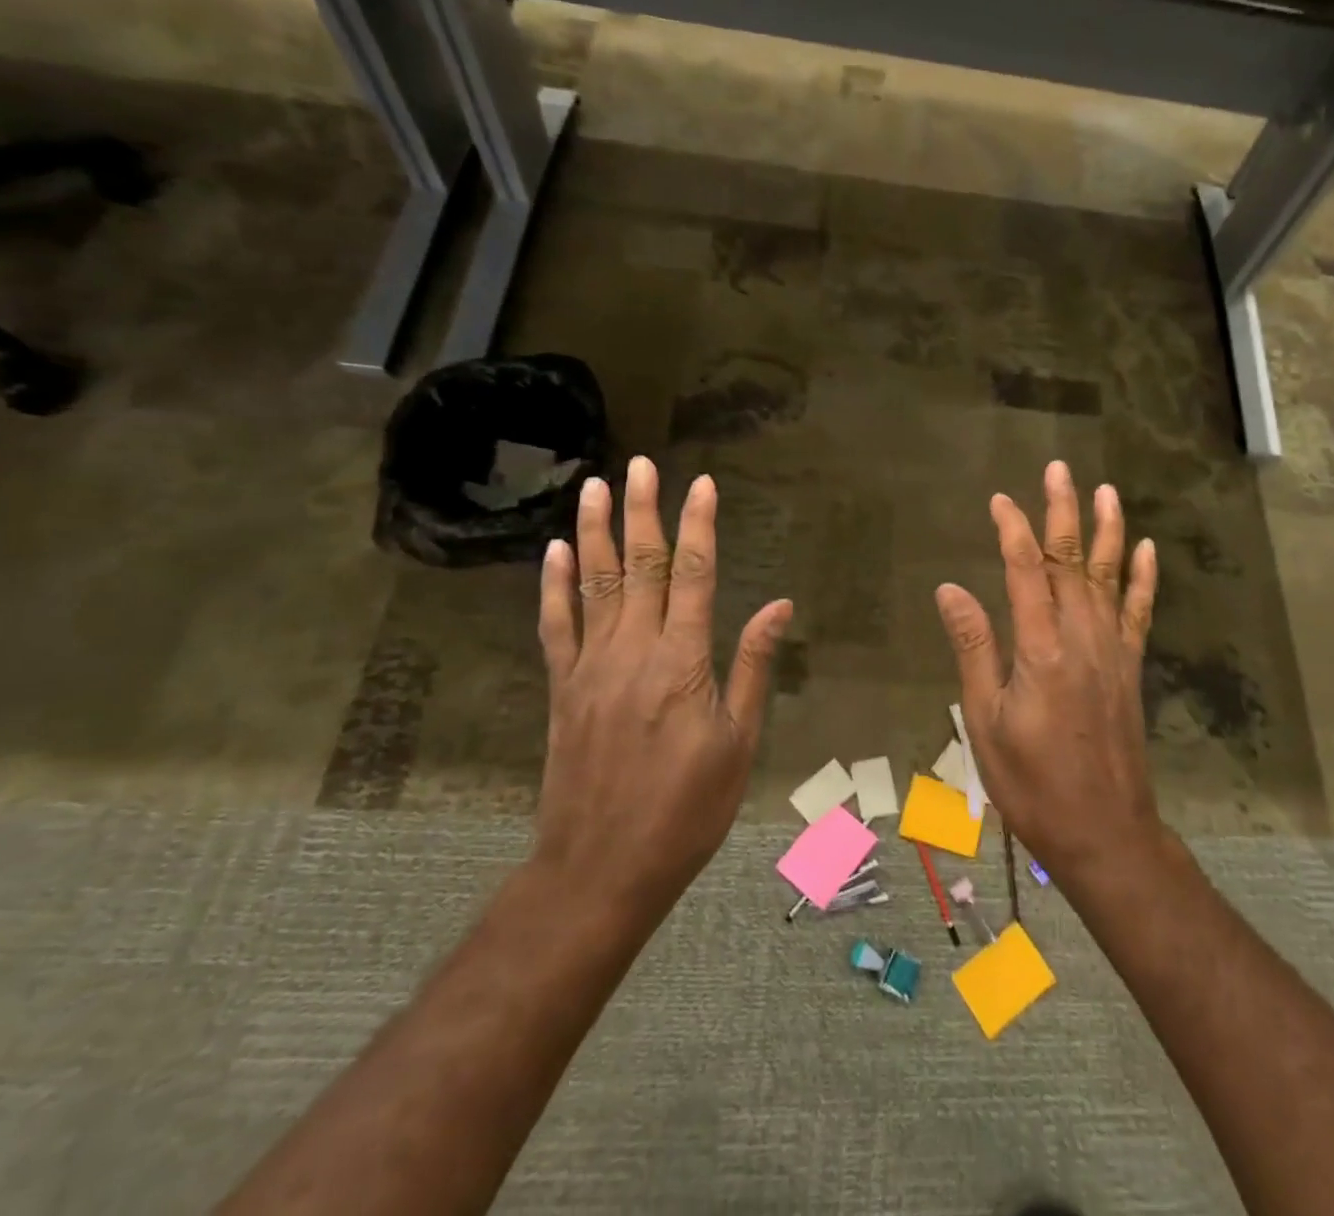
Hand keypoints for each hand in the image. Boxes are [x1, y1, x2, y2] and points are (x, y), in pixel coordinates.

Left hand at [531, 458, 791, 930]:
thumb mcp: (738, 743)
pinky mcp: (564, 689)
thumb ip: (753, 667)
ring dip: (595, 532)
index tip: (702, 485)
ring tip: (594, 487)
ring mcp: (590, 668)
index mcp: (682, 662)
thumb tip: (778, 604)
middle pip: (639, 566)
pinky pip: (556, 626)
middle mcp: (632, 652)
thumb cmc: (686, 810)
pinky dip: (555, 586)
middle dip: (642, 511)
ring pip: (594, 585)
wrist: (600, 868)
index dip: (698, 526)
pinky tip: (556, 553)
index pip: (691, 575)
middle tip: (640, 465)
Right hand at [933, 461, 1162, 888]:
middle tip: (1058, 470)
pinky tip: (1145, 549)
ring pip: (1108, 576)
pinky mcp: (1129, 667)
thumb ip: (974, 648)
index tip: (1000, 500)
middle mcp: (1081, 637)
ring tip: (1106, 491)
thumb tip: (951, 589)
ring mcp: (1112, 650)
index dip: (1013, 529)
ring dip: (1108, 530)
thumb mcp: (986, 720)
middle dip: (1063, 511)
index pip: (1026, 570)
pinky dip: (1142, 577)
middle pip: (1071, 560)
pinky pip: (1138, 611)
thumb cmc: (1032, 782)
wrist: (1104, 830)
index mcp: (1040, 648)